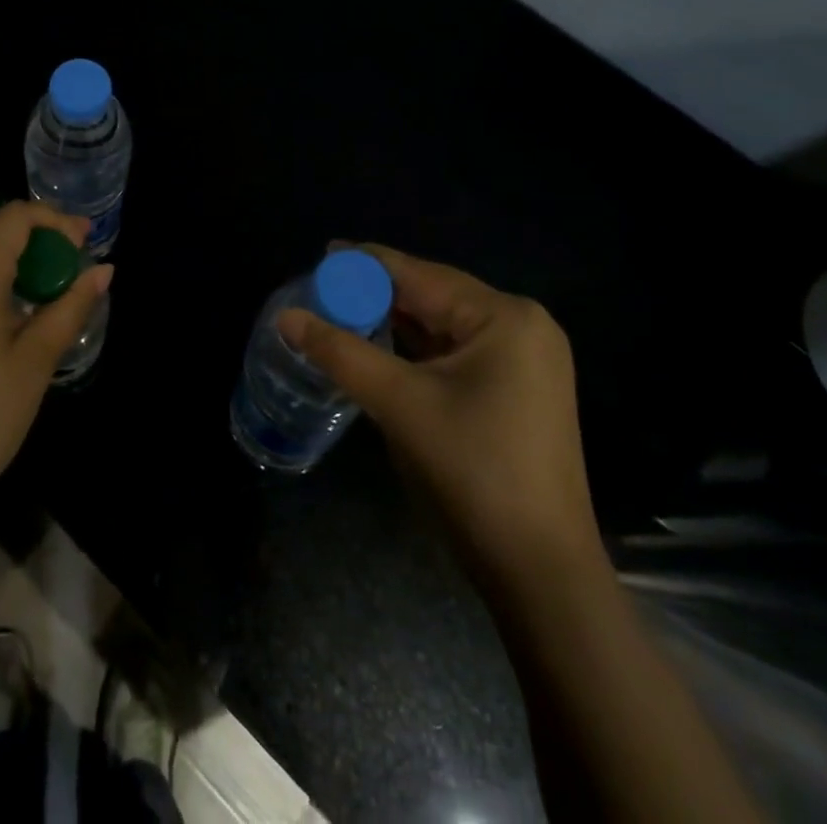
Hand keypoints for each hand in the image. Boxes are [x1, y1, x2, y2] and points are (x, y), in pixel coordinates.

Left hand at [0, 201, 112, 515]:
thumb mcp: (36, 359)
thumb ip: (71, 306)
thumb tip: (105, 270)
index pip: (14, 217)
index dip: (54, 221)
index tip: (85, 244)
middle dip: (40, 237)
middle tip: (77, 263)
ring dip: (19, 258)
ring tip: (55, 287)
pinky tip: (19, 310)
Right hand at [277, 245, 600, 582]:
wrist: (540, 572)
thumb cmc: (472, 473)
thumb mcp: (399, 404)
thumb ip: (340, 352)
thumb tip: (286, 317)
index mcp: (504, 317)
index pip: (420, 274)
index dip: (367, 264)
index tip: (323, 254)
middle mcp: (521, 327)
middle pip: (434, 295)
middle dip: (378, 293)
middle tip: (323, 289)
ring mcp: (525, 361)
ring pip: (444, 325)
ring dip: (395, 320)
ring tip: (342, 310)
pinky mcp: (518, 391)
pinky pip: (457, 352)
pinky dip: (417, 348)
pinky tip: (381, 344)